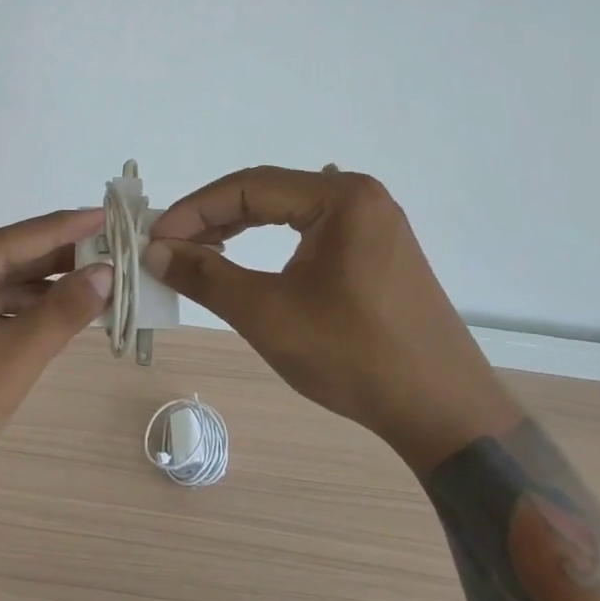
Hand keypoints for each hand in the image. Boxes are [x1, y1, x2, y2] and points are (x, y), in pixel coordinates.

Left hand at [0, 209, 111, 525]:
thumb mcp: (8, 362)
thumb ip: (60, 313)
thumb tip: (108, 274)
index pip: (4, 243)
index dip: (61, 230)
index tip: (106, 212)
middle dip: (56, 259)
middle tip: (112, 245)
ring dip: (43, 286)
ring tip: (99, 275)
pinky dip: (21, 307)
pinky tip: (63, 302)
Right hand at [144, 167, 519, 473]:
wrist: (444, 414)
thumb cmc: (354, 356)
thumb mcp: (268, 314)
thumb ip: (206, 276)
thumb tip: (155, 252)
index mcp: (341, 197)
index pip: (248, 186)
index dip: (193, 210)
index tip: (155, 238)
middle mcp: (359, 197)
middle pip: (266, 192)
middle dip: (212, 218)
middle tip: (169, 246)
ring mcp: (373, 223)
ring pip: (286, 211)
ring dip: (237, 229)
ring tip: (196, 253)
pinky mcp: (377, 250)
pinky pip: (308, 231)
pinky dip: (268, 243)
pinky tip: (243, 260)